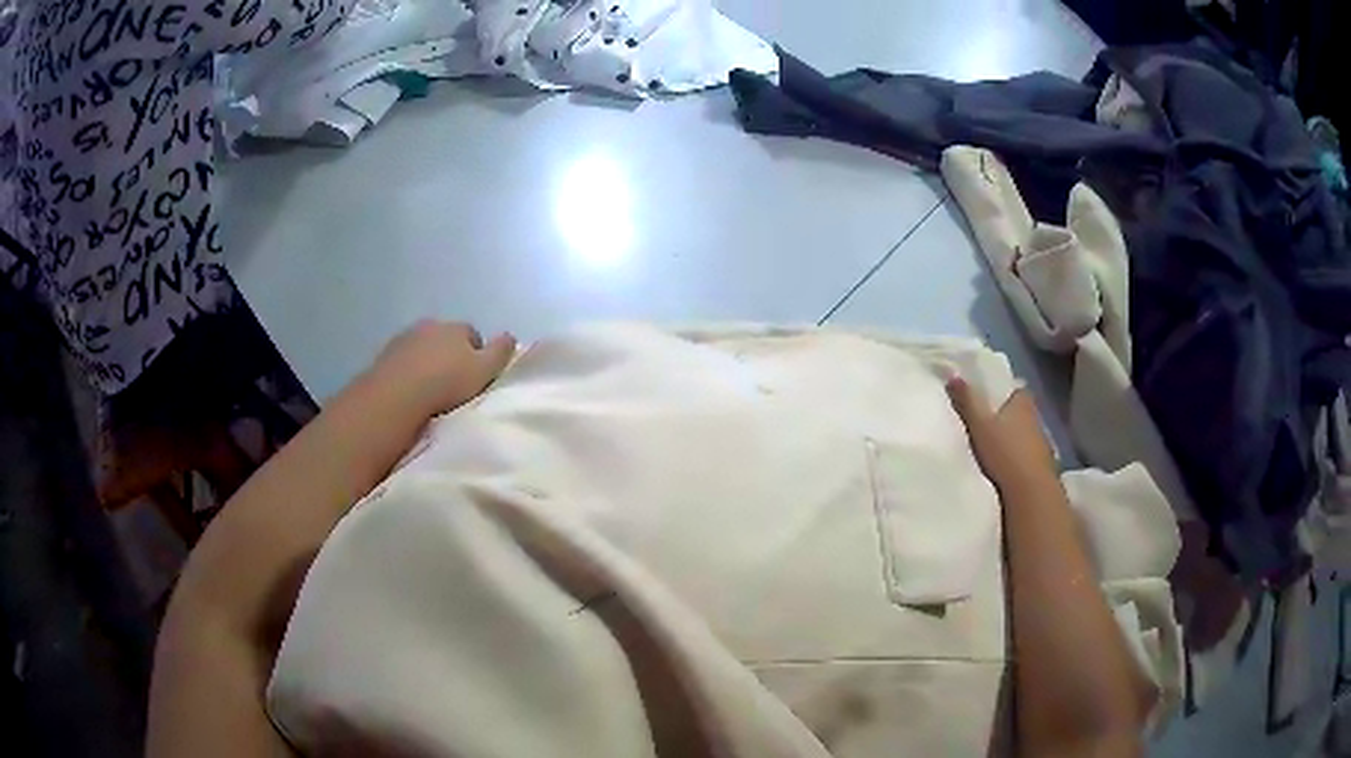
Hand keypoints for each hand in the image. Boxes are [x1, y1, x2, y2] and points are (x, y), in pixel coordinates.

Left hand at [367, 320, 515, 415]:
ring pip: (422, 350)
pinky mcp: (384, 356)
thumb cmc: (447, 383)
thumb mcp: (485, 371)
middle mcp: (429, 325)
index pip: (473, 335)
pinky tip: (410, 394)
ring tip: (430, 393)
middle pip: (445, 340)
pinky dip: (408, 374)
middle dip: (450, 357)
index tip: (476, 379)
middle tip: (453, 386)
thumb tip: (510, 336)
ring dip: (427, 365)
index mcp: (456, 327)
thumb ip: (500, 352)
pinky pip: (403, 363)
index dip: (477, 356)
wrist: (397, 396)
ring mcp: (404, 339)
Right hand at [946, 377, 1056, 492]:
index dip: (1002, 392)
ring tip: (993, 446)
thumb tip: (953, 375)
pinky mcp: (1042, 464)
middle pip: (1019, 411)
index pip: (1014, 389)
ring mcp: (1041, 442)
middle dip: (1005, 415)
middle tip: (986, 422)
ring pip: (1023, 433)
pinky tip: (1005, 465)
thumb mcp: (979, 424)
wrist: (1030, 492)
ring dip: (1012, 437)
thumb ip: (967, 400)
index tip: (987, 398)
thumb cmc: (1005, 452)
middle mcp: (1036, 417)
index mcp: (1022, 402)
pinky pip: (1026, 453)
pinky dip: (1017, 456)